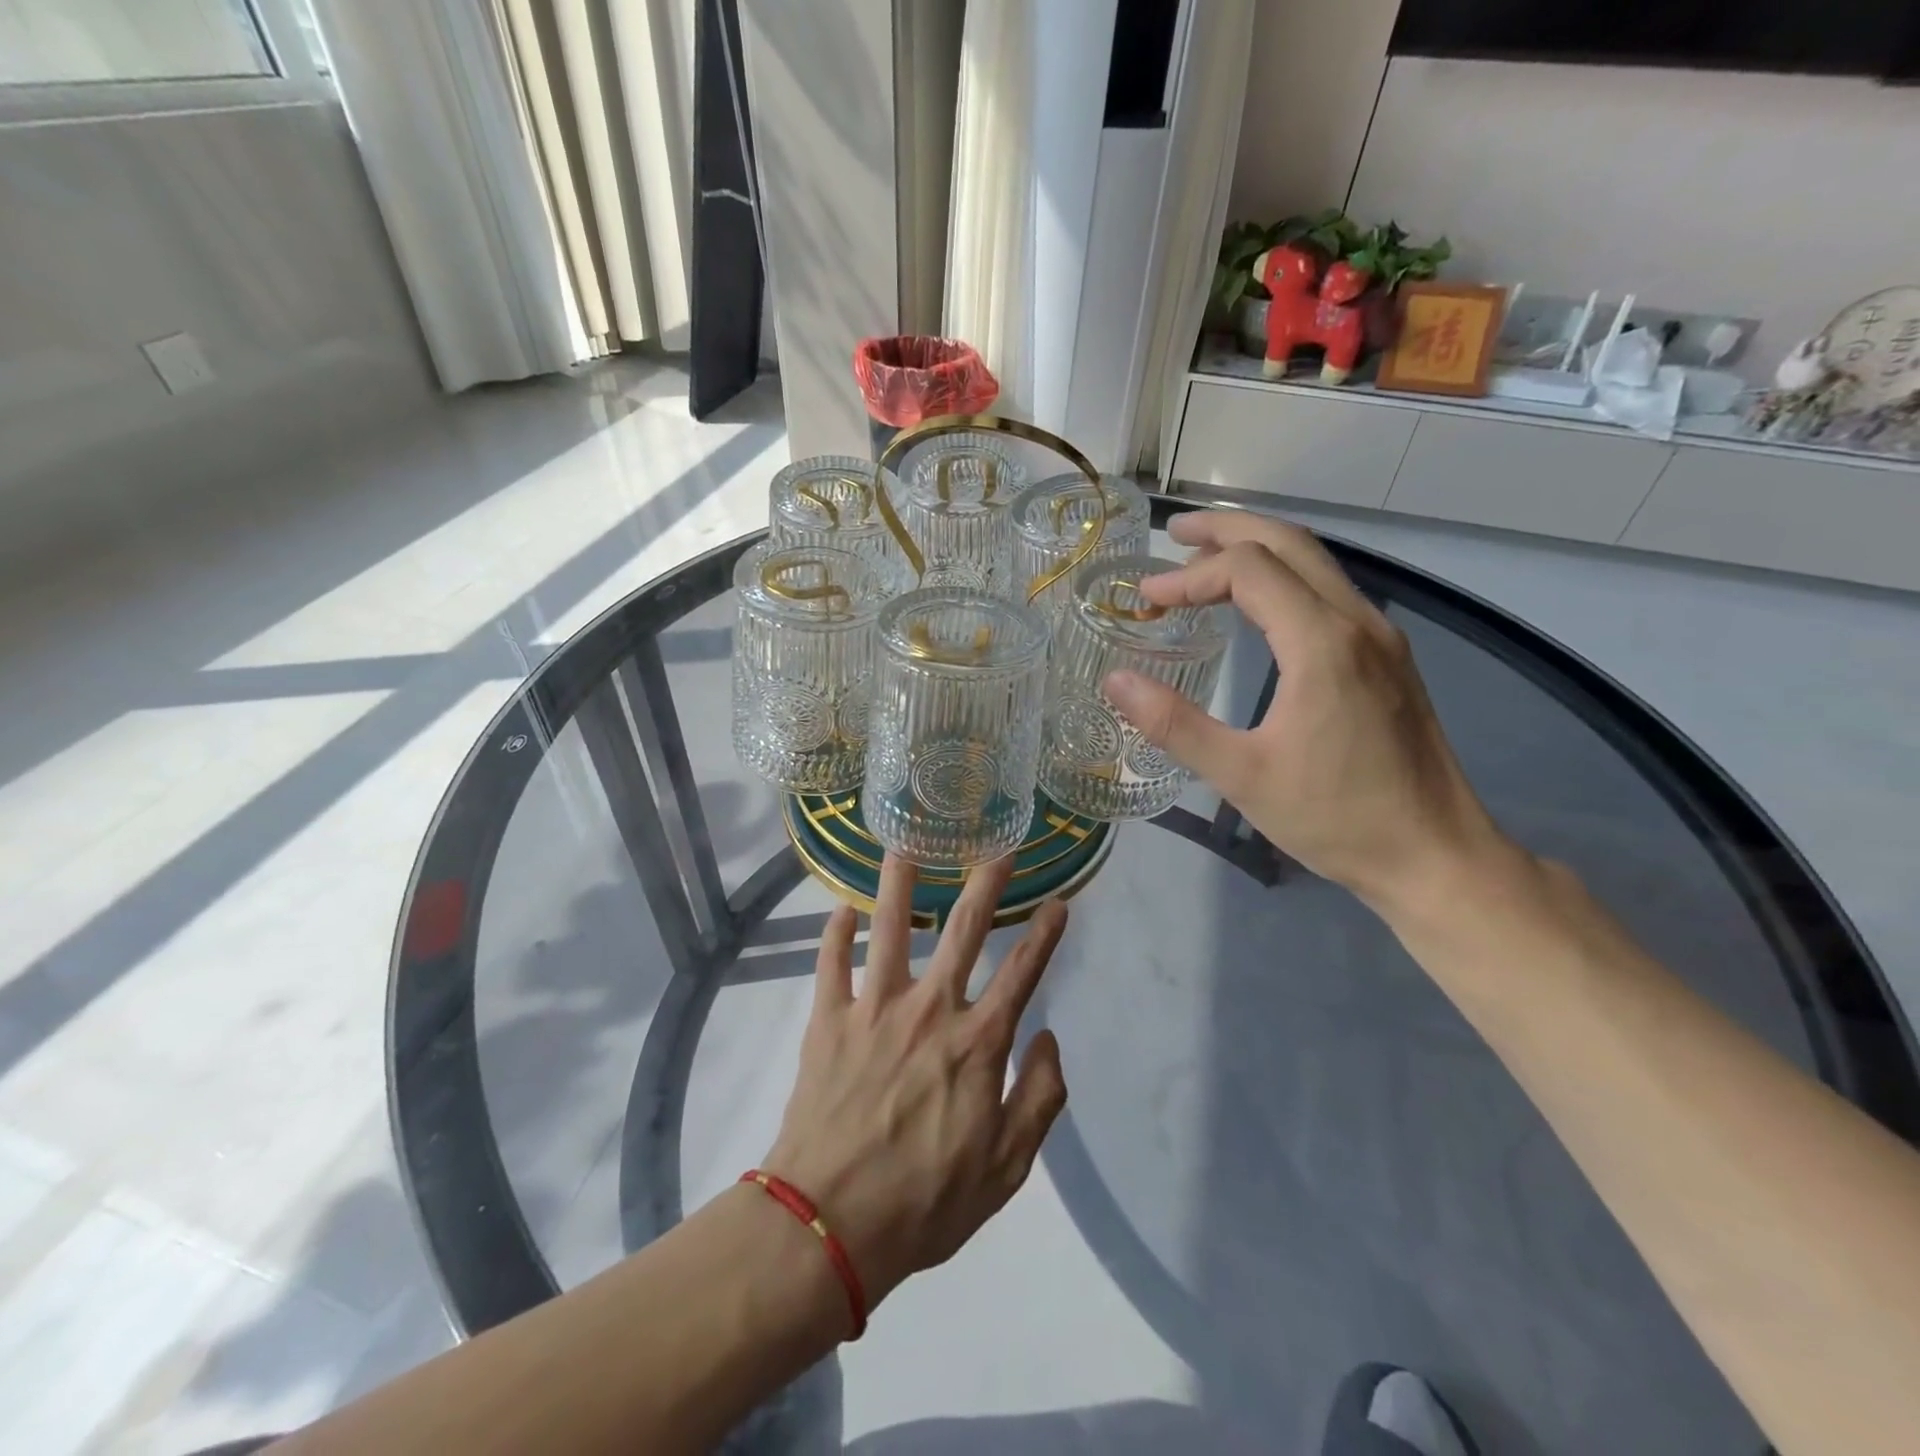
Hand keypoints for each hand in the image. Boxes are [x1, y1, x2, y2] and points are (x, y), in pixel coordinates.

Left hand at [762, 855, 1068, 1313]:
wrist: (828, 1226)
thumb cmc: (924, 1204)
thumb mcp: (1006, 1171)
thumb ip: (1039, 1099)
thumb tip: (1048, 1038)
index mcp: (976, 1043)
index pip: (1022, 973)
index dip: (1045, 935)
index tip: (1059, 902)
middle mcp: (930, 1009)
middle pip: (963, 929)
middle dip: (986, 883)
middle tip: (999, 847)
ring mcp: (874, 1008)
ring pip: (891, 926)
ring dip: (901, 881)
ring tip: (906, 843)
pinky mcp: (829, 1019)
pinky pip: (831, 962)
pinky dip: (837, 932)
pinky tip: (842, 908)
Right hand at [1103, 510, 1509, 915]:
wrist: (1435, 854)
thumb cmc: (1336, 817)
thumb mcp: (1241, 776)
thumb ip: (1174, 724)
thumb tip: (1115, 680)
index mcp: (1323, 643)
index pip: (1248, 571)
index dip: (1188, 577)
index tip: (1145, 601)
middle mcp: (1358, 622)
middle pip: (1289, 542)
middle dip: (1227, 530)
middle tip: (1173, 534)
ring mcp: (1380, 636)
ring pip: (1315, 562)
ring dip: (1257, 549)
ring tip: (1204, 561)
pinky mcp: (1388, 658)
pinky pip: (1329, 591)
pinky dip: (1283, 578)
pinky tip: (1256, 607)